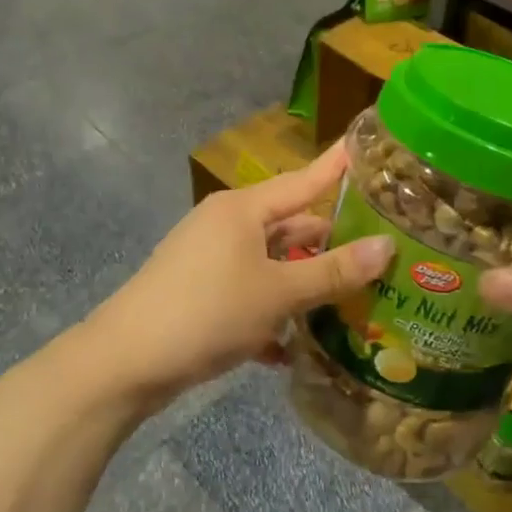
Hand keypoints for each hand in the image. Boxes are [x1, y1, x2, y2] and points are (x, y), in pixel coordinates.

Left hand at [86, 146, 392, 406]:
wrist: (124, 363)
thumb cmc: (207, 312)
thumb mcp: (278, 293)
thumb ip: (333, 272)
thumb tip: (387, 246)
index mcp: (243, 209)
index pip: (304, 180)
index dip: (337, 166)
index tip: (367, 148)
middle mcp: (226, 226)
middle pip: (290, 227)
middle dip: (330, 244)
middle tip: (381, 250)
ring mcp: (209, 260)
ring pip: (271, 265)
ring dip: (303, 286)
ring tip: (351, 303)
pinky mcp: (199, 294)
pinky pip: (248, 295)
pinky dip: (270, 316)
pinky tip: (292, 350)